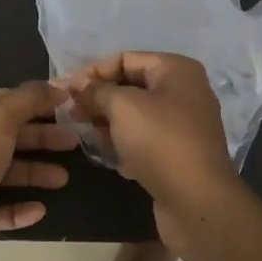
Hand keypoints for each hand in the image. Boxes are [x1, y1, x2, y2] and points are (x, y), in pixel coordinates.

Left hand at [0, 82, 74, 260]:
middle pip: (4, 134)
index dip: (34, 101)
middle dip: (39, 138)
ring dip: (33, 173)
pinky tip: (39, 210)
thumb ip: (29, 98)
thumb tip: (58, 86)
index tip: (67, 107)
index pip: (0, 97)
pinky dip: (18, 207)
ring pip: (2, 171)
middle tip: (73, 143)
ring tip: (62, 180)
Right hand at [60, 52, 240, 249]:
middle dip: (98, 98)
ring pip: (135, 115)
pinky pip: (144, 138)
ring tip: (81, 133)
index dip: (92, 72)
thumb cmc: (160, 142)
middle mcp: (184, 92)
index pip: (125, 59)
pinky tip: (104, 153)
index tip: (64, 90)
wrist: (197, 201)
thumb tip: (76, 84)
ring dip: (107, 121)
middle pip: (131, 86)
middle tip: (69, 113)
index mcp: (176, 70)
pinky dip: (123, 142)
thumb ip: (96, 90)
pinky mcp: (178, 153)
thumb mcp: (122, 107)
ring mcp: (183, 124)